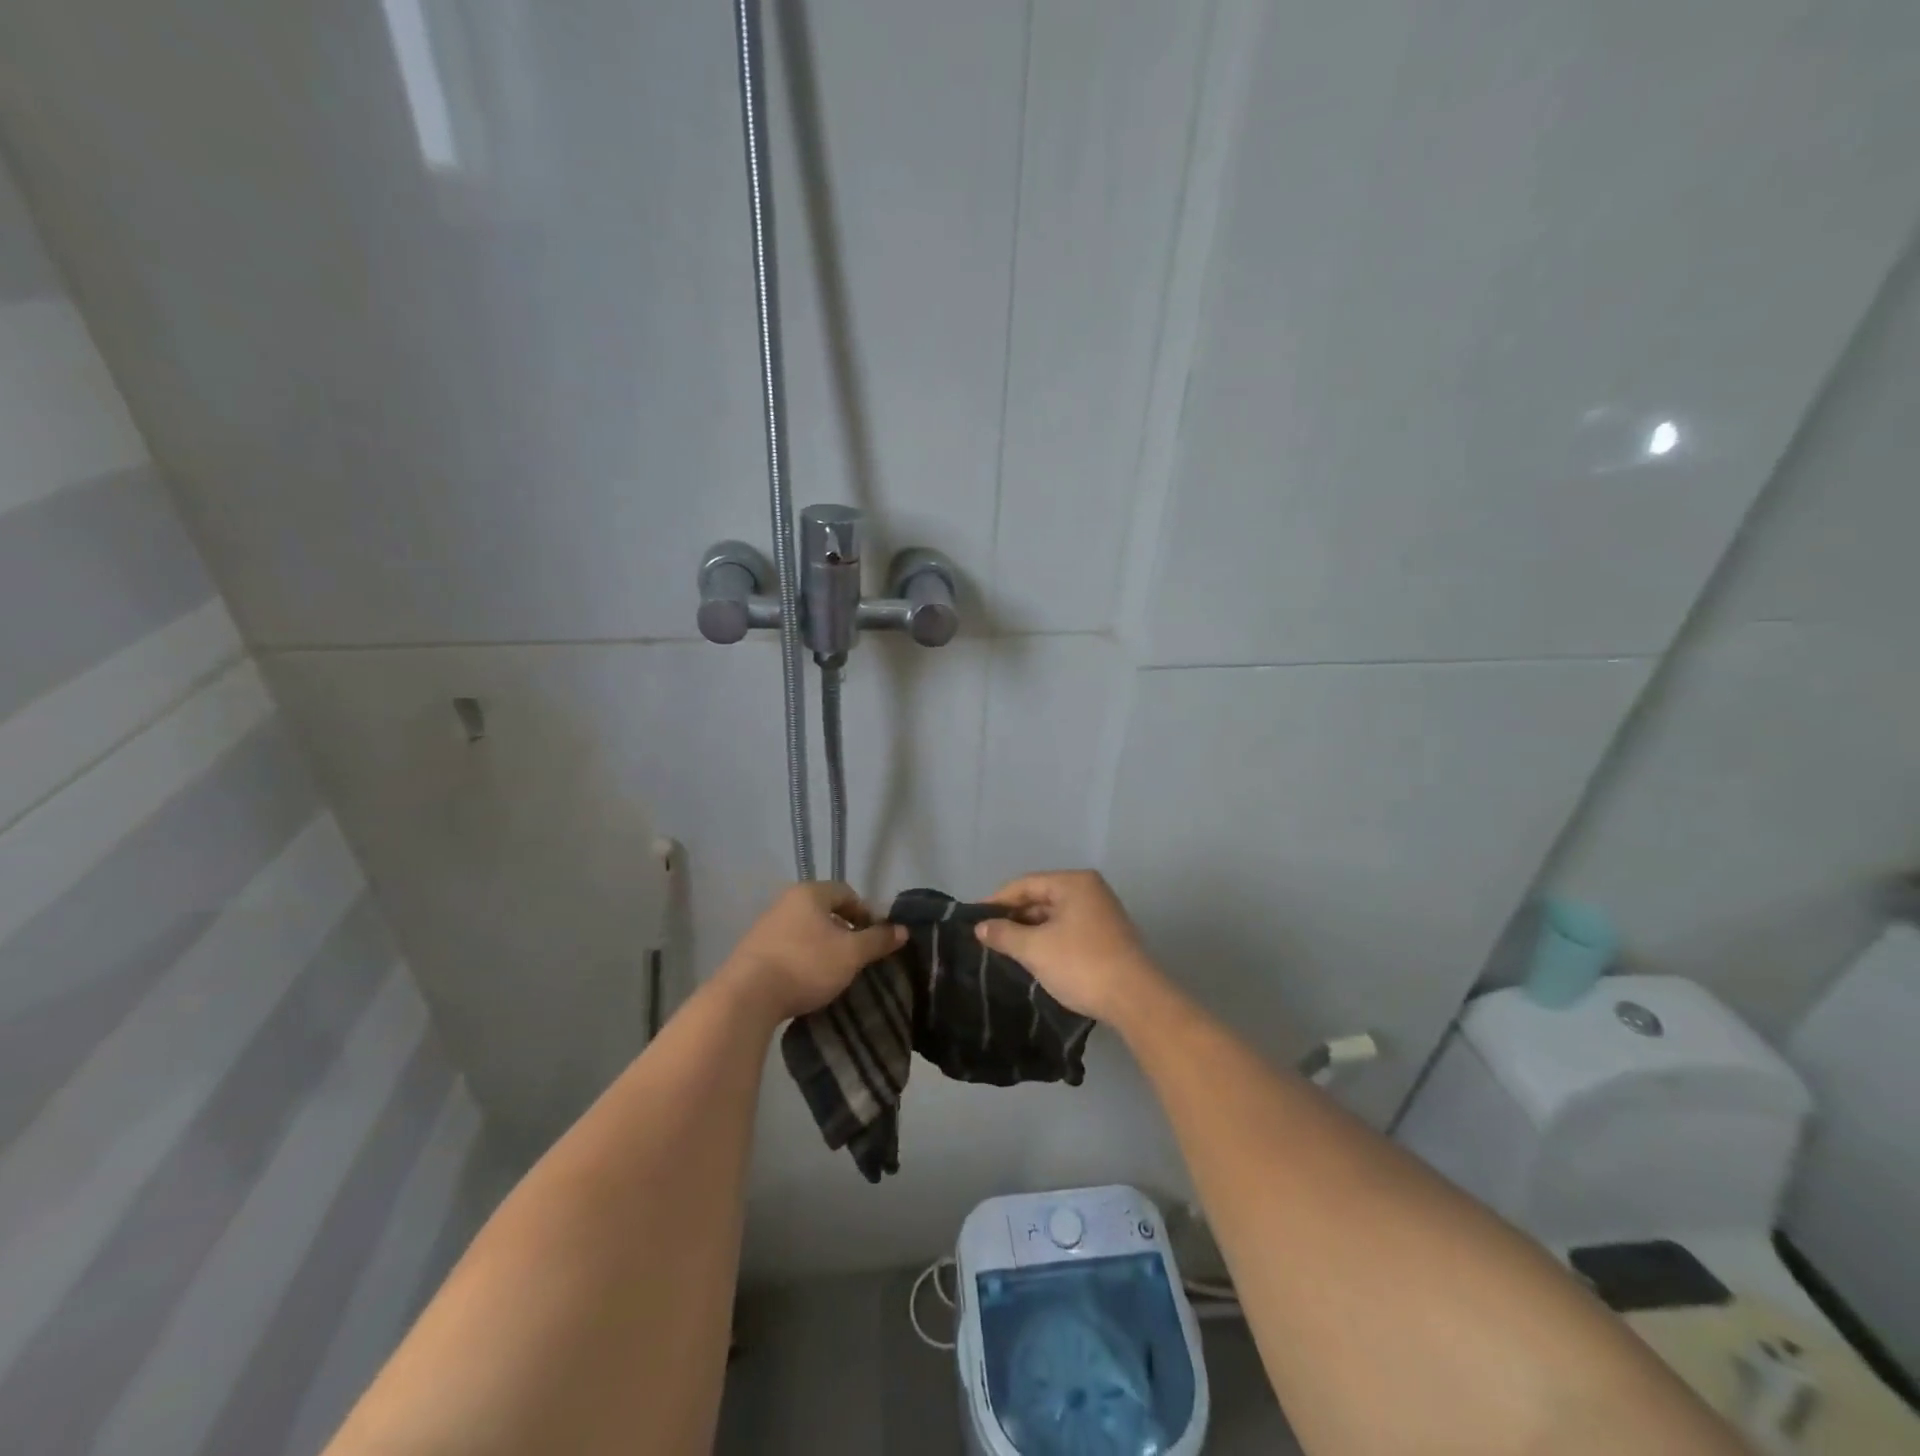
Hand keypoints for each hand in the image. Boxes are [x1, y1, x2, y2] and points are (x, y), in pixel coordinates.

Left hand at [722, 882, 905, 1022]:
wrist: (747, 997)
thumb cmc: (806, 965)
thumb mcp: (851, 954)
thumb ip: (878, 940)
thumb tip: (903, 930)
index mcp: (810, 893)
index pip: (846, 893)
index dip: (865, 913)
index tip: (874, 939)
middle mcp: (785, 902)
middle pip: (824, 911)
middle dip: (844, 931)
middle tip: (856, 956)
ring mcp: (765, 926)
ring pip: (805, 930)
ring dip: (822, 946)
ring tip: (834, 971)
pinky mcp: (752, 951)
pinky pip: (788, 947)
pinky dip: (802, 959)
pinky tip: (807, 980)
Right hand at [974, 870, 1163, 1023]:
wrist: (1135, 999)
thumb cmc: (1081, 964)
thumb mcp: (1035, 949)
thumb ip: (1004, 934)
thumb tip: (980, 927)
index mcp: (1074, 882)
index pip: (1025, 884)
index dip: (997, 901)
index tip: (974, 920)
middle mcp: (1090, 890)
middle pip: (1041, 897)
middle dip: (1014, 917)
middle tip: (987, 937)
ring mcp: (1102, 912)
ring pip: (1055, 915)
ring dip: (1031, 931)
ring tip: (1005, 950)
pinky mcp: (1108, 936)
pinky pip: (1068, 929)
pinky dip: (1049, 940)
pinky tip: (1034, 958)